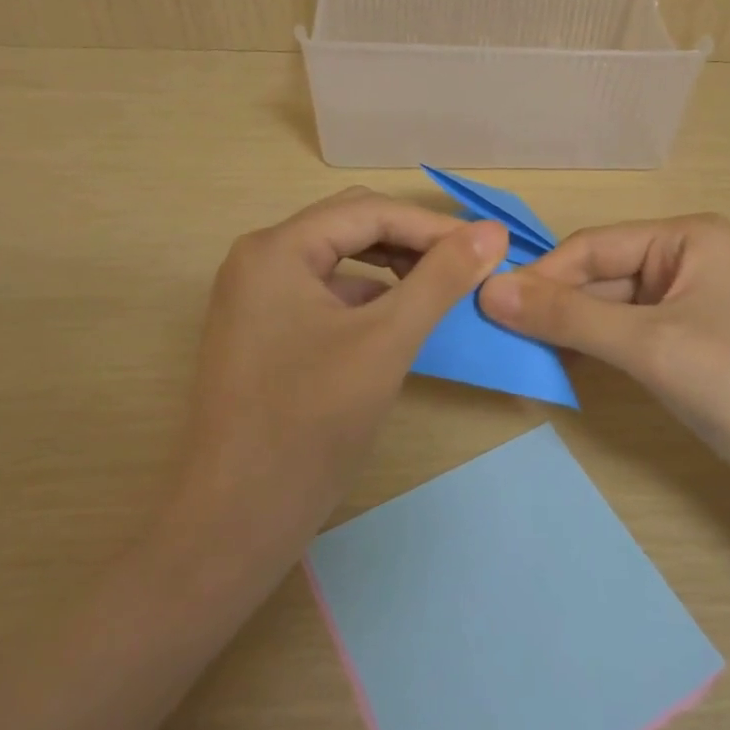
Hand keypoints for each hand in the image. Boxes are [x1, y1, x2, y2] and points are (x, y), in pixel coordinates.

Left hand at [181, 189, 507, 546]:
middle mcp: (259, 261)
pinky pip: (325, 295)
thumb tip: (492, 231)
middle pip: (351, 227)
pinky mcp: (262, 332)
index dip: (433, 226)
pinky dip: (368, 298)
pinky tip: (399, 320)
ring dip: (392, 268)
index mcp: (277, 249)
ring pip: (339, 261)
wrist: (237, 519)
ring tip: (440, 289)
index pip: (369, 211)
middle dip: (412, 242)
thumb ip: (441, 279)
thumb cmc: (310, 424)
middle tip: (466, 266)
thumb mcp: (386, 341)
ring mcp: (256, 298)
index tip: (488, 247)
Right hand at [481, 215, 729, 503]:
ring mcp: (684, 304)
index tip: (487, 306)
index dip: (542, 276)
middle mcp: (684, 260)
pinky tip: (557, 365)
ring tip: (517, 352)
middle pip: (598, 276)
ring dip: (566, 329)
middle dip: (553, 306)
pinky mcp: (683, 344)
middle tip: (496, 336)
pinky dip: (591, 348)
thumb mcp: (650, 345)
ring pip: (606, 308)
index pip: (593, 247)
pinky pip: (622, 335)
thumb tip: (489, 291)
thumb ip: (568, 317)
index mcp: (686, 238)